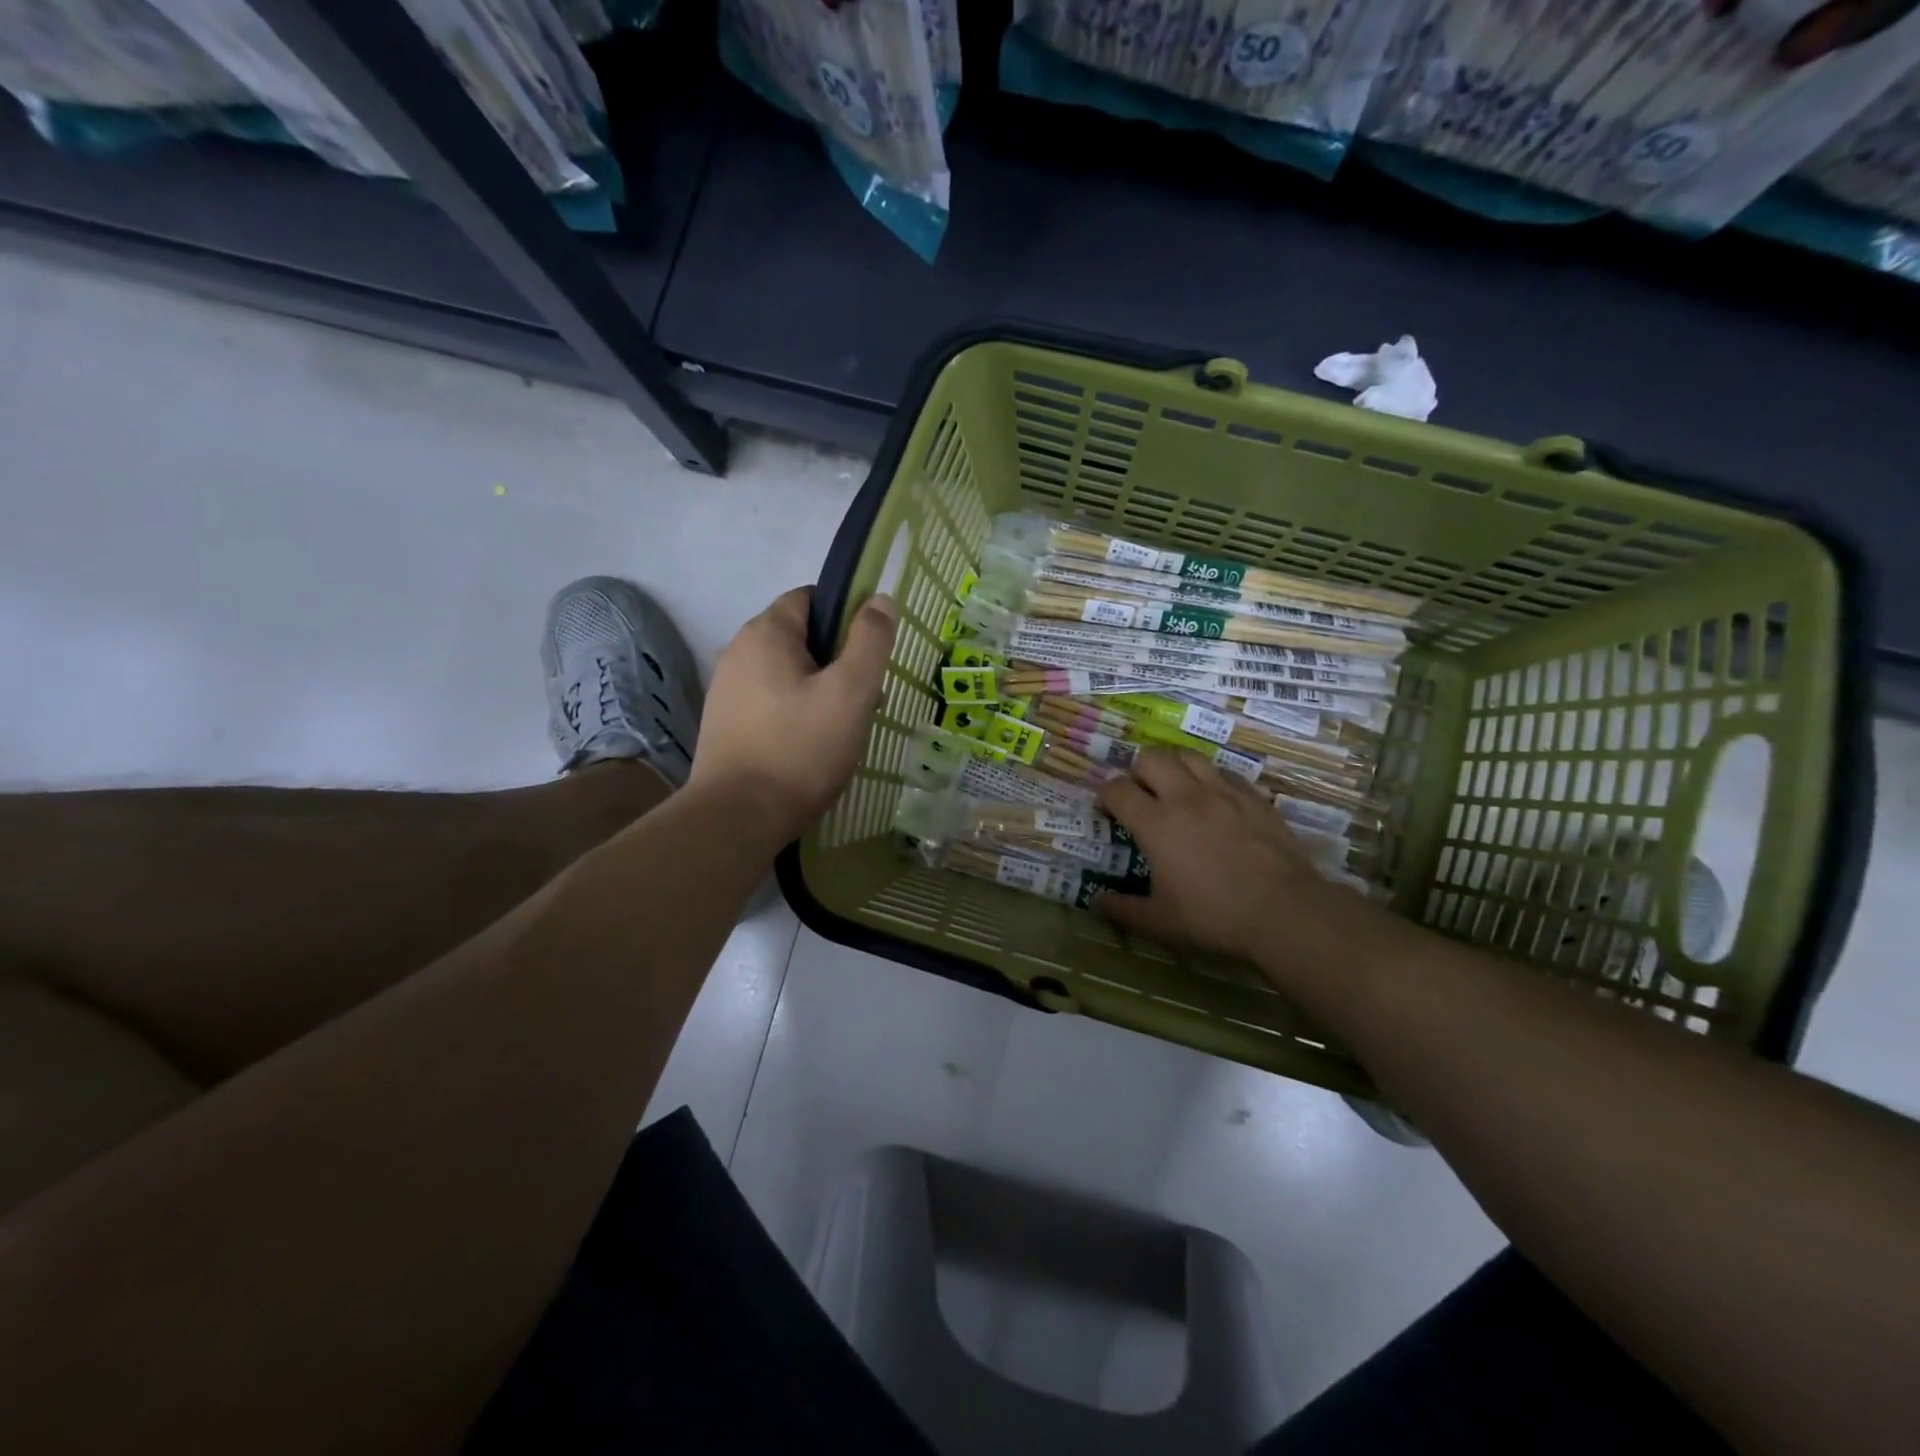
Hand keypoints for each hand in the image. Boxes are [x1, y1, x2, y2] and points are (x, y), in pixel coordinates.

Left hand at [690, 587, 897, 841]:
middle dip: (839, 662)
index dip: (847, 616)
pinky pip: (772, 705)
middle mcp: (738, 653)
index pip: (810, 598)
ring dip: (821, 692)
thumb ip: (870, 641)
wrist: (738, 817)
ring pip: (789, 676)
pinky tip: (814, 747)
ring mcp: (727, 691)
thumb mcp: (850, 691)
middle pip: (801, 640)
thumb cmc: (801, 748)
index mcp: (765, 634)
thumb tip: (879, 599)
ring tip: (845, 728)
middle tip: (866, 699)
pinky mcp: (726, 726)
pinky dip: (797, 715)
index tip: (872, 652)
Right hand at [1096, 751, 1388, 978]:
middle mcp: (1185, 796)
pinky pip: (1224, 771)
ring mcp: (1222, 791)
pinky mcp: (1253, 796)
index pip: (1117, 789)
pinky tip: (1214, 801)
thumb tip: (1097, 901)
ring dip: (1173, 767)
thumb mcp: (1161, 922)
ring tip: (1176, 790)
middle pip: (1150, 758)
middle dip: (1137, 773)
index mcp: (1155, 823)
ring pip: (1187, 756)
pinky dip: (1210, 779)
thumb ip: (1123, 909)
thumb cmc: (1215, 916)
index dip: (1105, 797)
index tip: (1107, 813)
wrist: (1285, 911)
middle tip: (1141, 797)